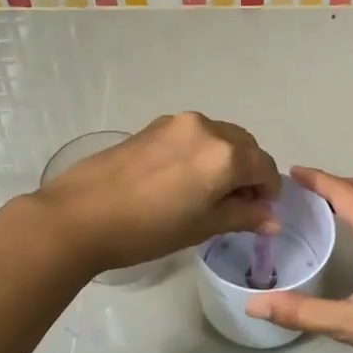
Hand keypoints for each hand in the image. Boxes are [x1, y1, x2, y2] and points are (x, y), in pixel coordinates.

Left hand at [33, 113, 278, 272]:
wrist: (81, 215)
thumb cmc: (148, 229)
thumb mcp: (202, 227)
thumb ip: (242, 216)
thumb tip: (272, 218)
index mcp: (226, 154)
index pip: (264, 167)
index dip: (268, 192)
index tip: (260, 213)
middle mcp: (207, 128)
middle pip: (245, 146)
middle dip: (249, 172)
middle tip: (237, 205)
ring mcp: (177, 123)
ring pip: (219, 138)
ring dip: (225, 160)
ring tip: (208, 193)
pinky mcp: (153, 126)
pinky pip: (193, 136)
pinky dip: (201, 153)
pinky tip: (182, 180)